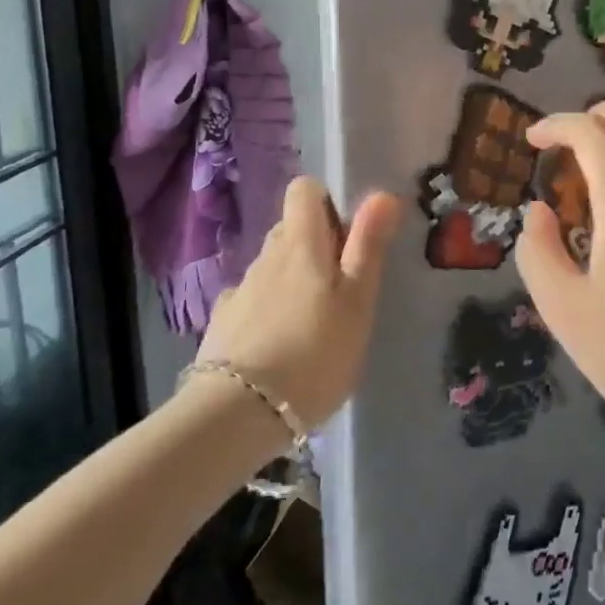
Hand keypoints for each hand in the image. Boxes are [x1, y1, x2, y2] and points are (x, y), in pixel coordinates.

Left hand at [194, 176, 399, 427]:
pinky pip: (253, 302)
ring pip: (273, 267)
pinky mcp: (223, 325)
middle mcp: (266, 256)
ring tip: (314, 324)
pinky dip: (268, 312)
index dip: (327, 202)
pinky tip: (279, 347)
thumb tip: (381, 193)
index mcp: (301, 243)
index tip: (349, 236)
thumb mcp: (357, 300)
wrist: (237, 415)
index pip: (304, 189)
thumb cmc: (314, 352)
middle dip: (315, 245)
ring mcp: (240, 290)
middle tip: (341, 287)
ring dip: (293, 281)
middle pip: (291, 230)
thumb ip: (368, 245)